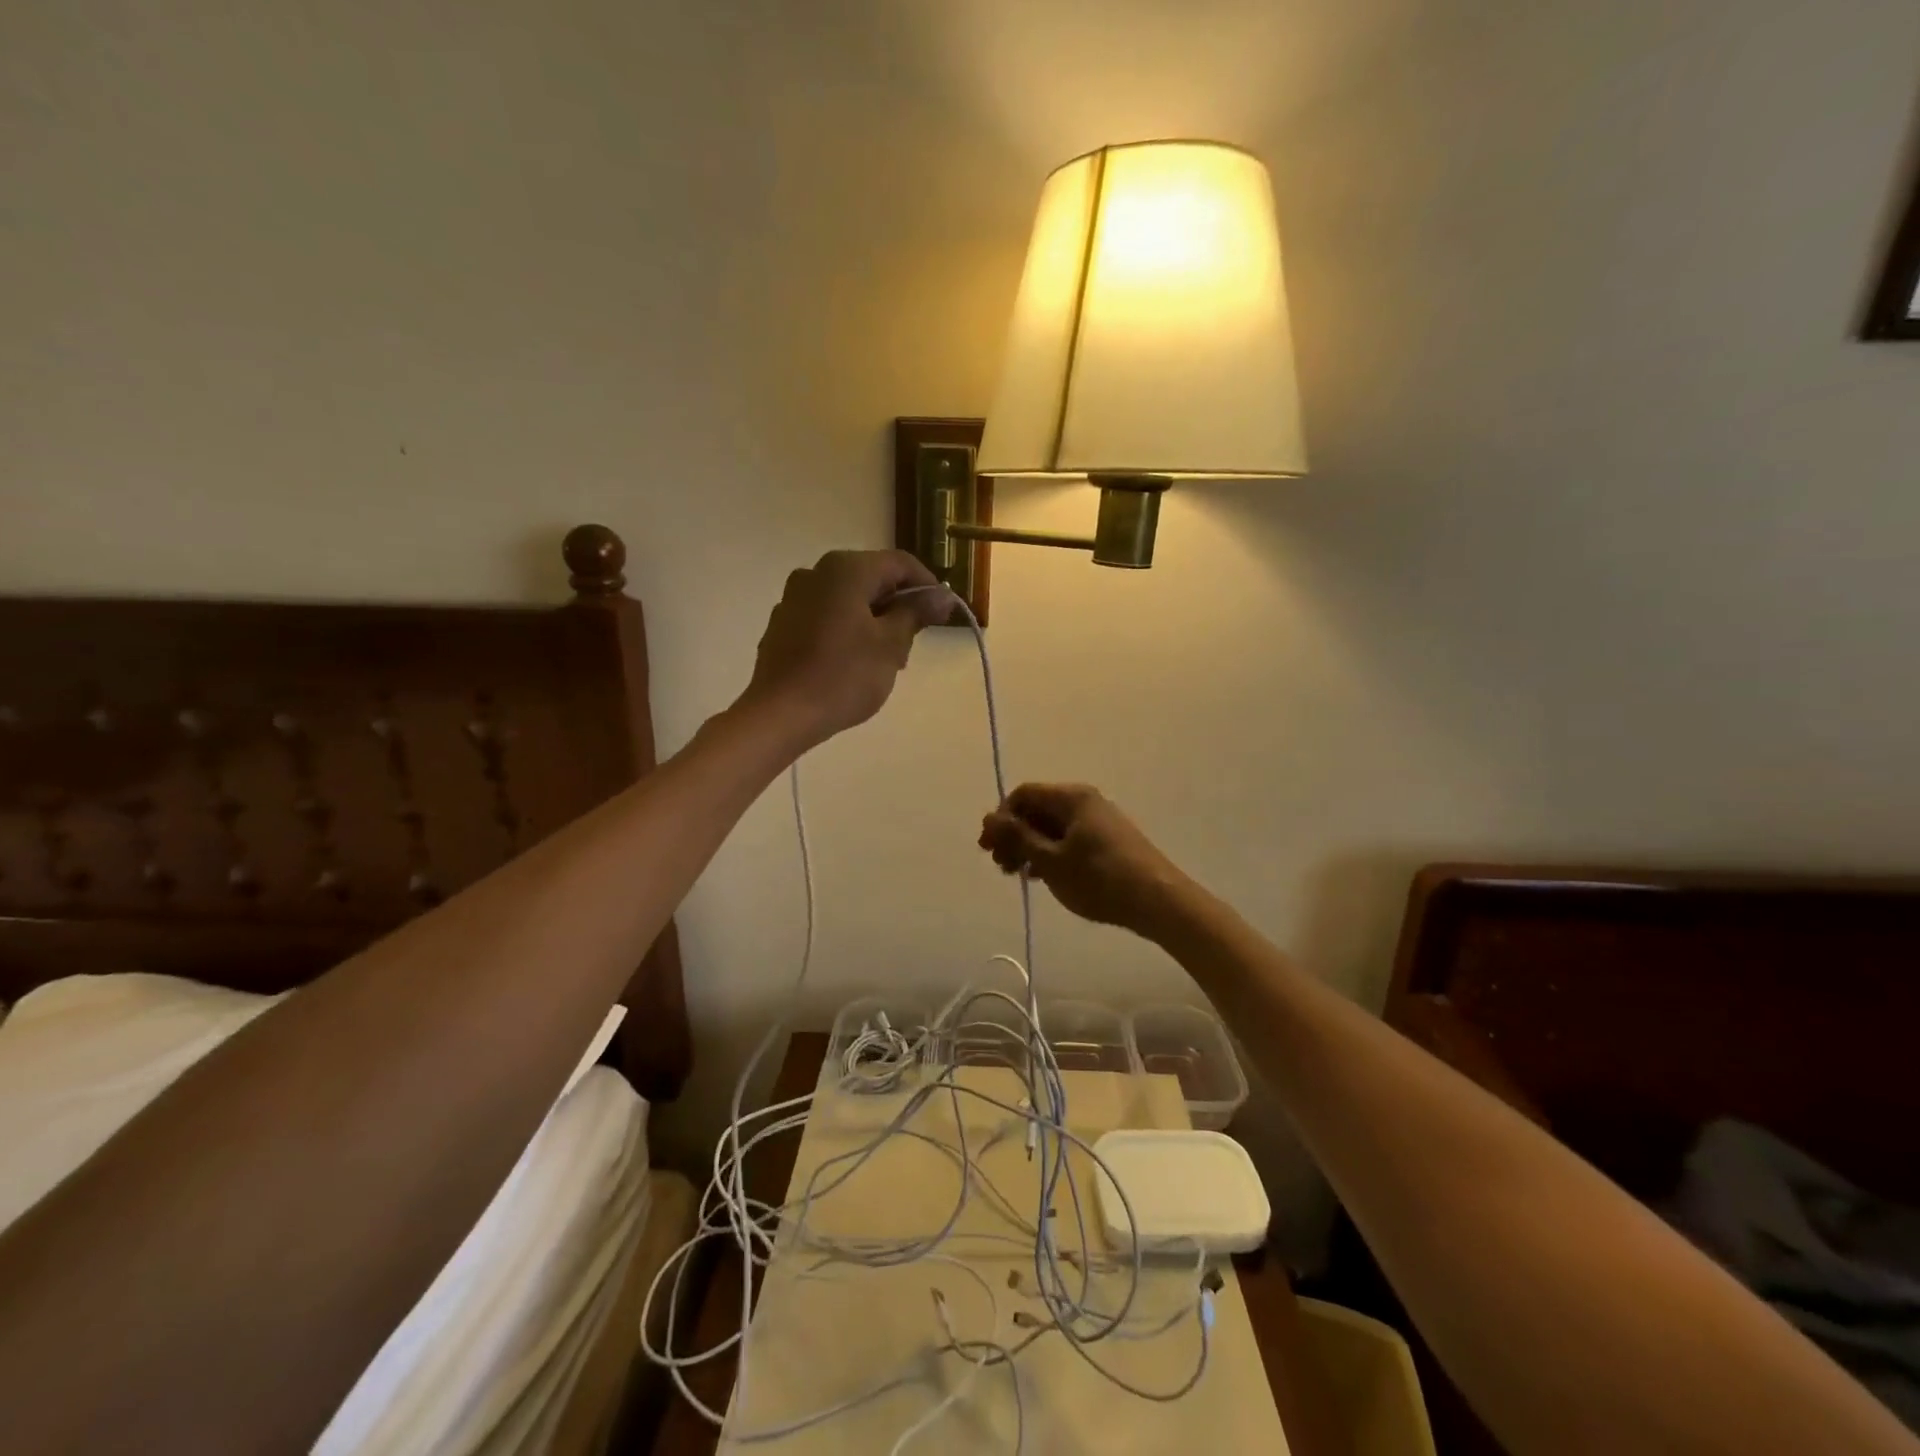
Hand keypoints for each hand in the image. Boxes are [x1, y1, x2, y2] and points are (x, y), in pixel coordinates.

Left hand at [739, 550, 946, 753]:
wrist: (780, 714)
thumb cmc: (843, 676)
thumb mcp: (891, 645)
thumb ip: (916, 613)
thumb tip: (941, 595)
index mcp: (845, 569)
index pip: (900, 563)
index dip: (927, 586)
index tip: (943, 616)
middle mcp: (816, 572)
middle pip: (872, 579)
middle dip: (898, 607)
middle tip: (914, 644)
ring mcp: (794, 598)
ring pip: (848, 599)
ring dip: (874, 621)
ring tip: (886, 660)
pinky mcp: (783, 625)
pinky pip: (826, 617)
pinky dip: (847, 630)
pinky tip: (853, 664)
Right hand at [978, 783, 1194, 940]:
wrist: (1158, 901)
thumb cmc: (1099, 878)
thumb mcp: (1050, 860)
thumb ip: (1017, 837)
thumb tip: (989, 818)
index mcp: (1071, 797)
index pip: (1023, 795)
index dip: (1001, 818)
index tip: (989, 848)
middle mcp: (1084, 801)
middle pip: (1037, 809)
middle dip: (1013, 835)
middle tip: (1001, 866)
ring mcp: (1098, 821)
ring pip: (1051, 826)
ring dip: (1029, 847)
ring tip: (1019, 875)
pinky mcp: (1106, 840)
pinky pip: (1067, 838)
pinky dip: (1050, 853)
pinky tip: (1043, 877)